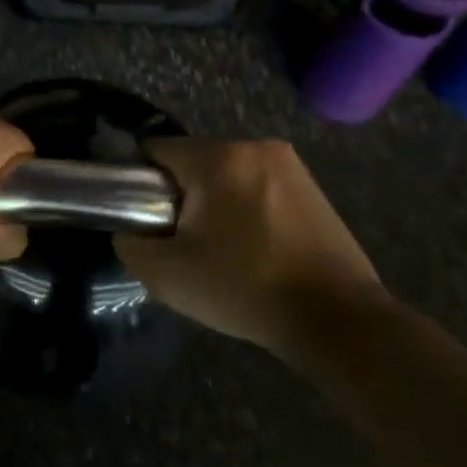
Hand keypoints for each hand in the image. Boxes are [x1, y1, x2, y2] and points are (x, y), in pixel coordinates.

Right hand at [116, 138, 385, 352]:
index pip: (156, 150)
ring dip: (216, 202)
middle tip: (186, 243)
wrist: (337, 319)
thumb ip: (131, 244)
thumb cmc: (246, 289)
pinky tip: (256, 248)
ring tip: (224, 250)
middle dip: (181, 196)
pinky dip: (247, 208)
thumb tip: (129, 231)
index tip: (149, 221)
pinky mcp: (312, 186)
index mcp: (218, 158)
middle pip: (193, 161)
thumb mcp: (168, 275)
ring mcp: (289, 164)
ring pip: (226, 174)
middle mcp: (255, 146)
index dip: (141, 184)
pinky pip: (258, 186)